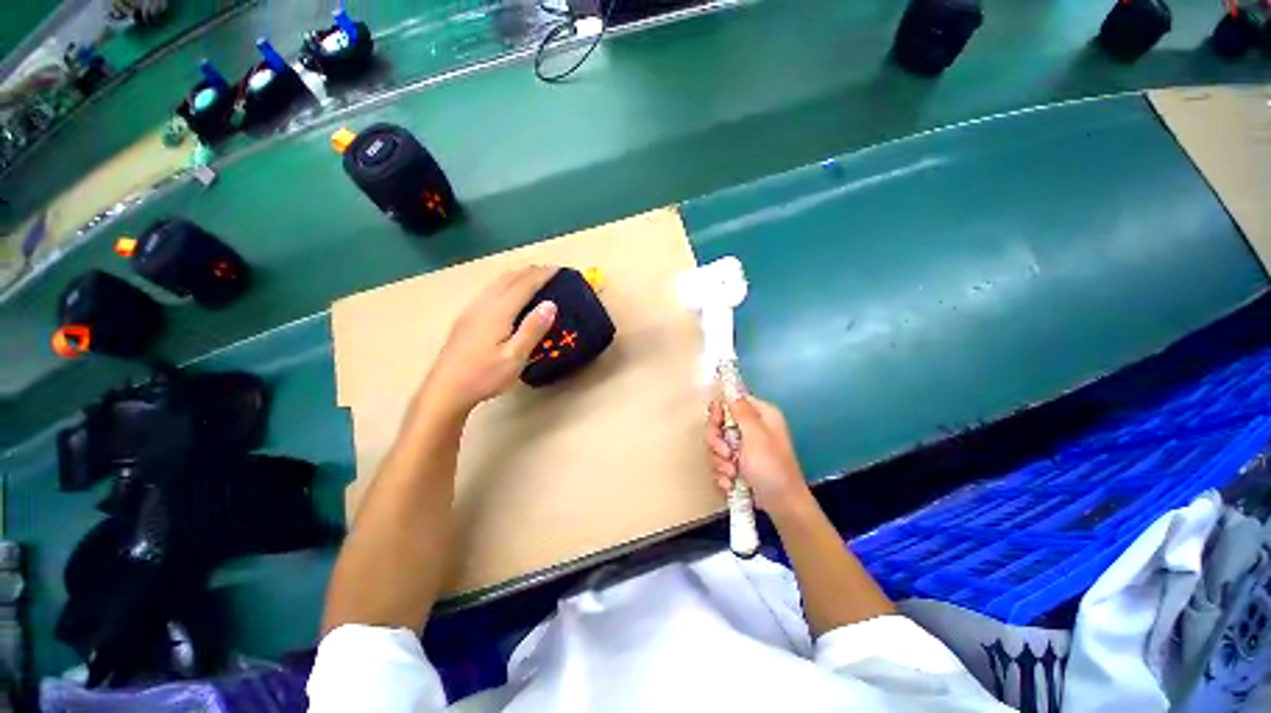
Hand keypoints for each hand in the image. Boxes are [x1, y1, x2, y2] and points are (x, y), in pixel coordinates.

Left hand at [421, 266, 558, 414]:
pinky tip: (507, 293)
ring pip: (496, 283)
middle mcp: (483, 305)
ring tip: (532, 276)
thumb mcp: (515, 357)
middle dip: (530, 271)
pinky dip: (505, 284)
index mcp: (498, 312)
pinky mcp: (466, 318)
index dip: (542, 275)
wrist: (445, 390)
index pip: (524, 285)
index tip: (559, 269)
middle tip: (550, 270)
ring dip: (517, 275)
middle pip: (509, 279)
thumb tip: (550, 304)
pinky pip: (489, 290)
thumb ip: (532, 329)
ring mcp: (471, 310)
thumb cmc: (484, 376)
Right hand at [706, 396, 810, 515]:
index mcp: (760, 415)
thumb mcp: (756, 436)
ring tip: (733, 473)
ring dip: (720, 461)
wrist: (781, 504)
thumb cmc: (771, 467)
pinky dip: (723, 474)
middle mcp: (751, 428)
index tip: (716, 423)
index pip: (731, 401)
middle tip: (727, 454)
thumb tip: (731, 389)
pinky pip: (719, 462)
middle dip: (717, 442)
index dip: (719, 411)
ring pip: (716, 446)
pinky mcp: (737, 465)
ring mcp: (743, 448)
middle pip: (718, 424)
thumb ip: (741, 412)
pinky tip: (731, 483)